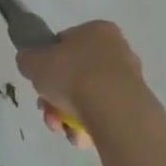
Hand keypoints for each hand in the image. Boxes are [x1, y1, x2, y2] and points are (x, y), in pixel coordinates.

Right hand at [16, 21, 143, 148]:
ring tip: (62, 127)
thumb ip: (28, 59)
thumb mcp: (34, 61)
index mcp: (96, 30)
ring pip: (88, 97)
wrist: (114, 110)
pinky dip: (89, 125)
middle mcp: (118, 50)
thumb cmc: (72, 75)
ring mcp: (130, 79)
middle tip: (46, 110)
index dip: (48, 63)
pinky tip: (80, 136)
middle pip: (75, 73)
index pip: (65, 43)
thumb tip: (30, 62)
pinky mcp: (136, 106)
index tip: (40, 81)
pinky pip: (104, 114)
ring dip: (69, 113)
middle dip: (56, 95)